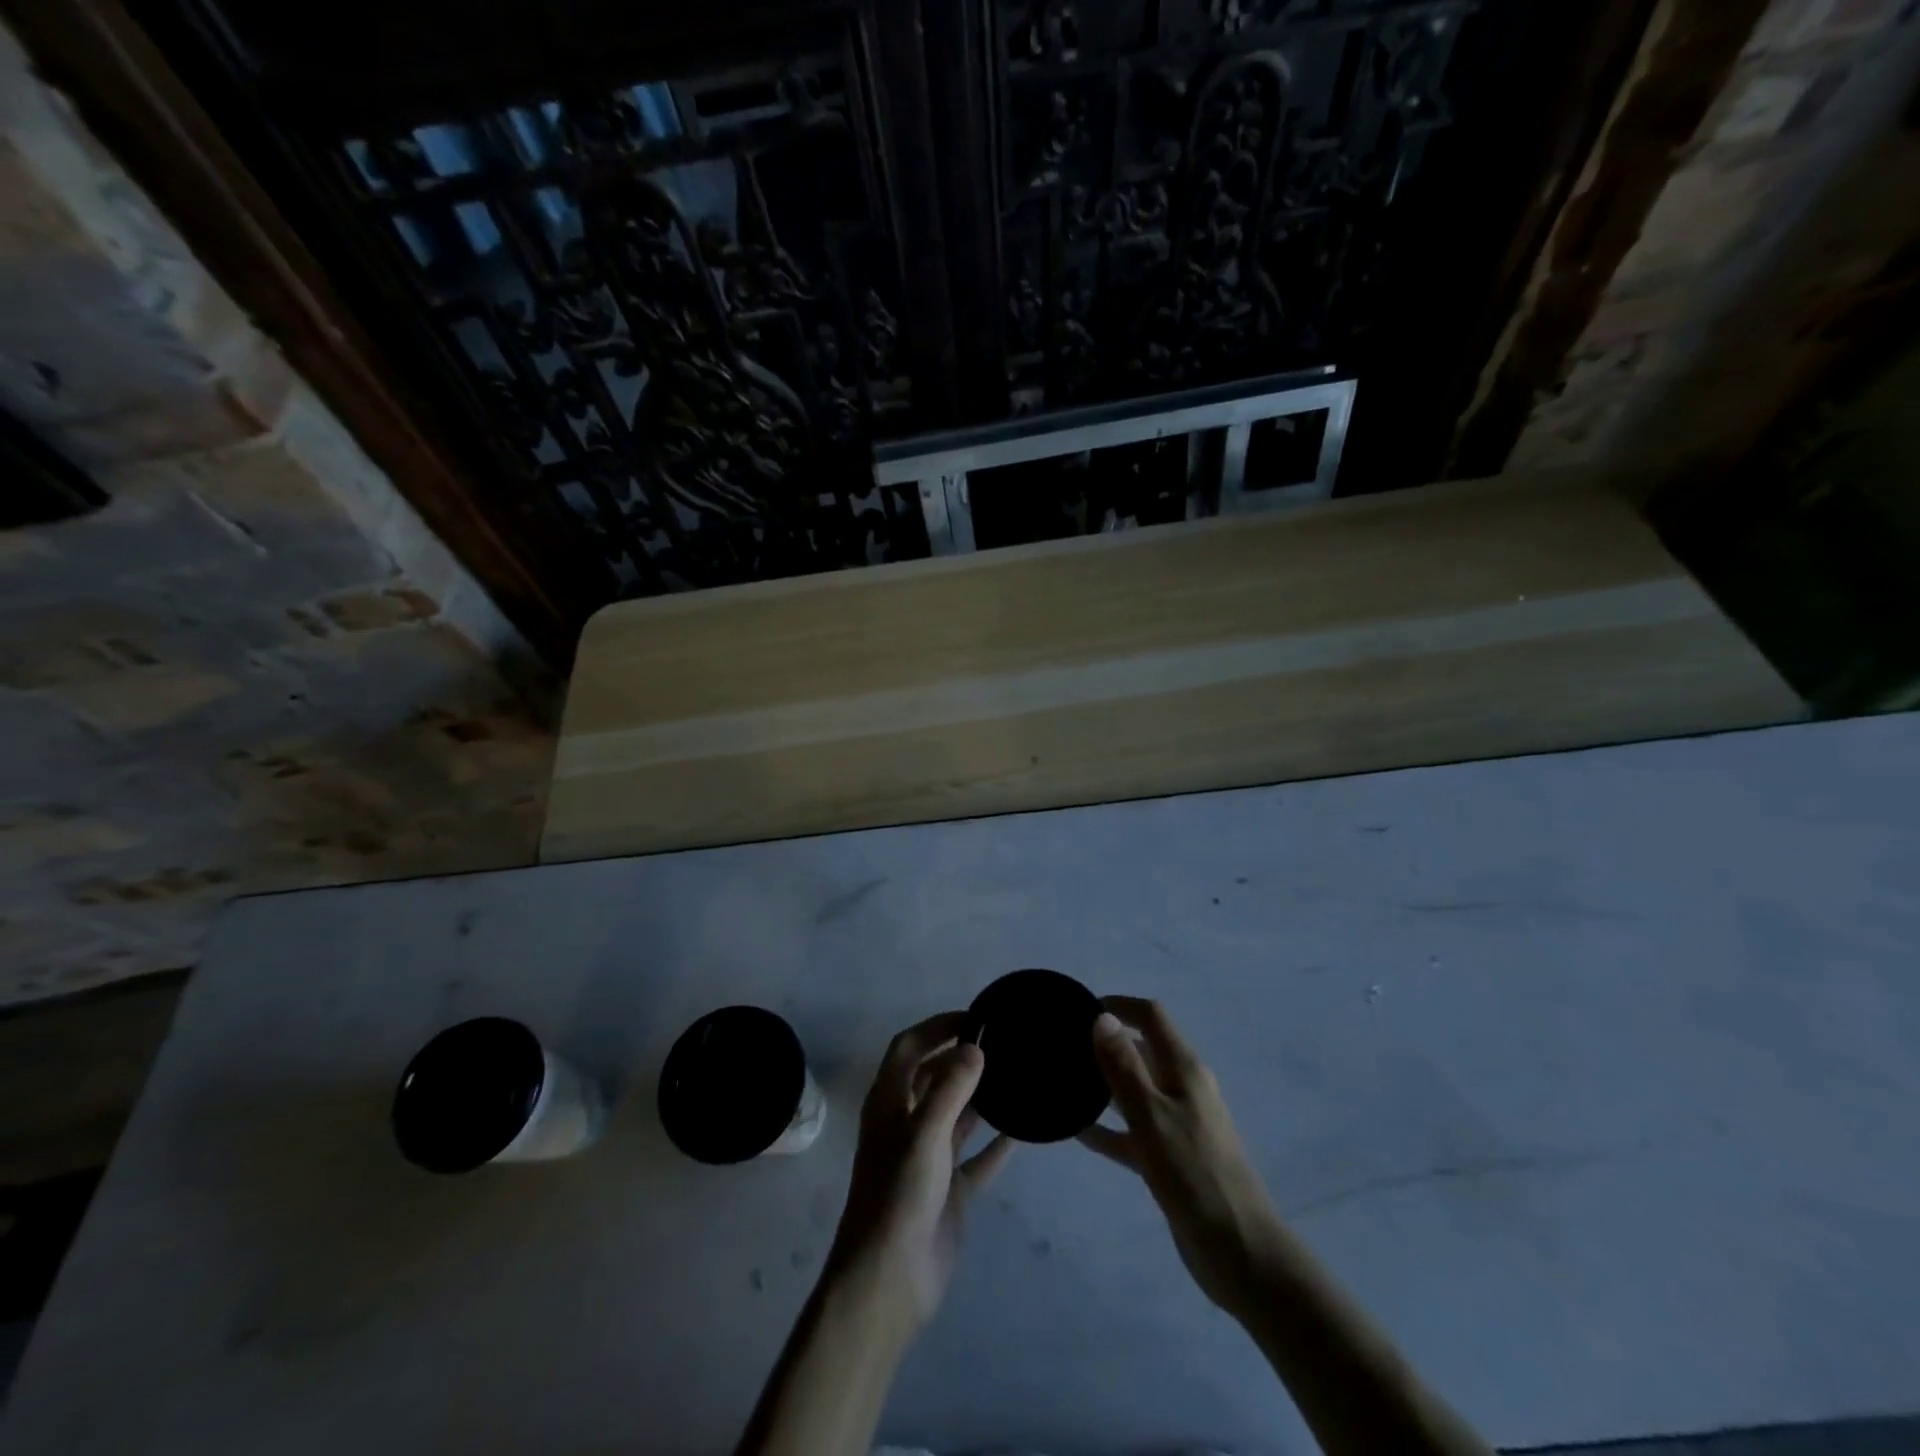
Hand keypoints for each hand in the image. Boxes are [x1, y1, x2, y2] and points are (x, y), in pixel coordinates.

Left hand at [827, 1012, 1012, 1330]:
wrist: (889, 1280)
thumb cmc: (899, 1195)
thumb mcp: (924, 1133)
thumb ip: (951, 1087)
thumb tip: (974, 1045)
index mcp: (889, 1103)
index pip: (909, 1048)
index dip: (936, 1028)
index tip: (974, 1018)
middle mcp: (907, 1123)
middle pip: (933, 1077)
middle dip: (960, 1057)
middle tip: (1001, 1043)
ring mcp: (929, 1158)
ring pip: (957, 1115)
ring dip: (980, 1096)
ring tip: (1015, 1075)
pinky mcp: (949, 1190)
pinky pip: (977, 1158)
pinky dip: (996, 1144)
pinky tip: (1022, 1131)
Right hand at [1078, 997, 1284, 1316]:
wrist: (1239, 1252)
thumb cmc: (1194, 1175)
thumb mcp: (1152, 1116)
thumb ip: (1124, 1067)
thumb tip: (1103, 1017)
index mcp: (1184, 1069)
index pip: (1150, 1017)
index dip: (1118, 1005)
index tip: (1079, 1010)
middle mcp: (1181, 1087)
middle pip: (1140, 1050)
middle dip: (1104, 1043)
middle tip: (1061, 1048)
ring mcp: (1176, 1123)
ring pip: (1133, 1090)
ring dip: (1102, 1084)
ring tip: (1063, 1082)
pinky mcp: (1169, 1157)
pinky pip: (1132, 1130)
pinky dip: (1108, 1127)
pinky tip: (1077, 1130)